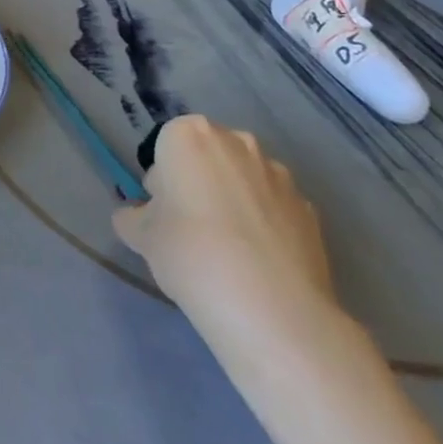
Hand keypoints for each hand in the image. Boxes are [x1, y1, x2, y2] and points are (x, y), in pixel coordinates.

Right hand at [112, 114, 336, 344]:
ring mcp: (278, 175)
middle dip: (199, 183)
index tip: (163, 214)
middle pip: (208, 157)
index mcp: (190, 135)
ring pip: (244, 180)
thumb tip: (136, 216)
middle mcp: (236, 142)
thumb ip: (133, 217)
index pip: (165, 147)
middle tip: (191, 230)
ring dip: (234, 201)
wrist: (271, 308)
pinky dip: (265, 225)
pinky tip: (259, 263)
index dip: (161, 180)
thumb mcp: (142, 236)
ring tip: (231, 252)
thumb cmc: (190, 252)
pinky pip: (275, 208)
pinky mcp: (309, 210)